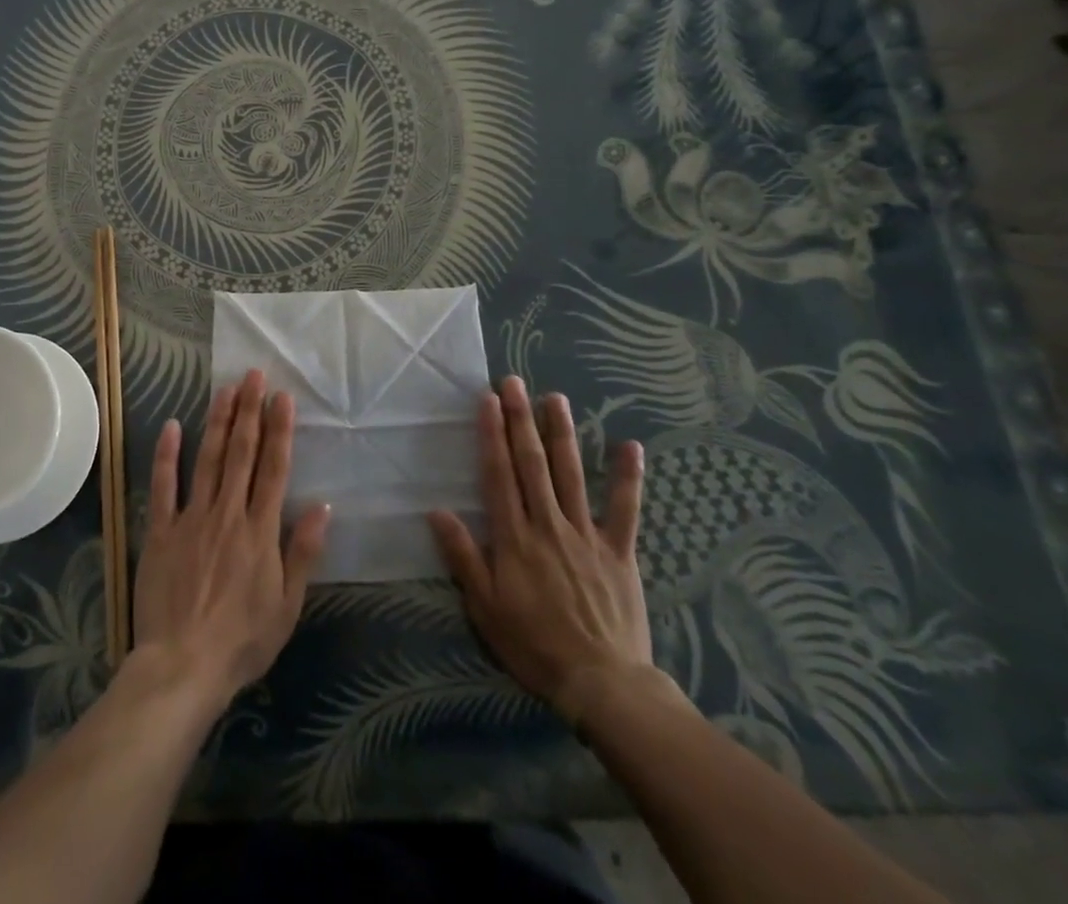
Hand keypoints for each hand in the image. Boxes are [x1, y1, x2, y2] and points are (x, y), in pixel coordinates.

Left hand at [129, 370, 331, 713]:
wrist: (183, 667)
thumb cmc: (243, 641)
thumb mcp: (287, 605)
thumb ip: (303, 552)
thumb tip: (323, 506)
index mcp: (260, 530)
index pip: (274, 468)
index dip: (279, 430)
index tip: (282, 397)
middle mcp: (228, 513)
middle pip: (241, 453)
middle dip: (249, 411)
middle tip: (253, 375)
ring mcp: (191, 519)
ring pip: (207, 460)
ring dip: (218, 422)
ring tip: (226, 389)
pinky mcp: (160, 531)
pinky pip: (163, 487)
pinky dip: (167, 455)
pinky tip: (172, 426)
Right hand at [428, 376, 658, 725]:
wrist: (601, 684)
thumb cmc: (534, 646)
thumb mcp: (485, 608)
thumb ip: (464, 557)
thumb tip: (437, 512)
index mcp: (514, 538)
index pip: (498, 475)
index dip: (491, 435)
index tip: (488, 400)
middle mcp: (548, 525)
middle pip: (532, 464)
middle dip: (521, 419)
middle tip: (514, 382)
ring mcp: (586, 534)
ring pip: (571, 474)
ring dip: (562, 434)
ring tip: (554, 398)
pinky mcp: (618, 550)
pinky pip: (625, 508)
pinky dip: (627, 477)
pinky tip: (630, 445)